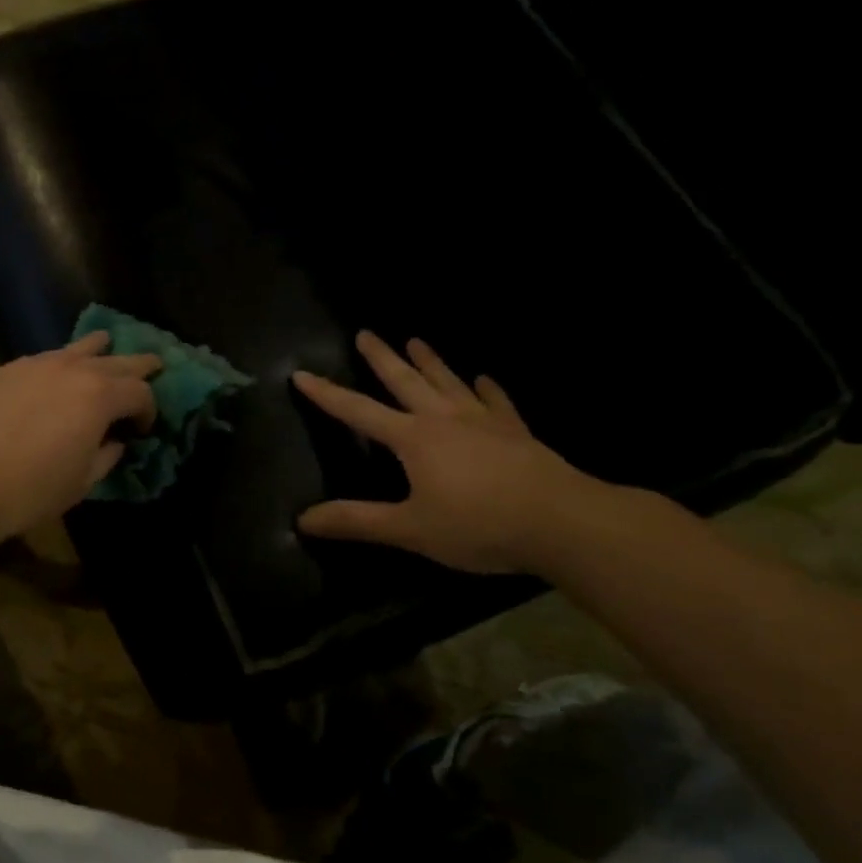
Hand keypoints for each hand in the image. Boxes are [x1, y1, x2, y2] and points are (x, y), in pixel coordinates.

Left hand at [0, 332, 161, 542]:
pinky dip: (63, 362)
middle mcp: (74, 369)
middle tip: (155, 365)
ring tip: (108, 348)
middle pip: (117, 360)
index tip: (143, 429)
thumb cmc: (31, 488)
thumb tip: (114, 443)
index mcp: (100, 396)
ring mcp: (38, 364)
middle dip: (139, 366)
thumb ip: (106, 457)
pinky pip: (47, 357)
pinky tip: (58, 372)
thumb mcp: (81, 482)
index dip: (149, 410)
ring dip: (100, 350)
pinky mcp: (8, 369)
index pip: (140, 392)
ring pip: (80, 347)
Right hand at [292, 332, 608, 573]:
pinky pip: (496, 401)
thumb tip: (303, 519)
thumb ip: (357, 521)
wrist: (560, 521)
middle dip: (382, 358)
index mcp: (413, 439)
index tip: (301, 373)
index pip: (358, 412)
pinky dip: (487, 389)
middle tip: (366, 333)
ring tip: (416, 340)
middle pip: (406, 381)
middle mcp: (444, 419)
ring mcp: (483, 421)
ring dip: (430, 361)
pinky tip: (483, 379)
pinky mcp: (515, 431)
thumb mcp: (410, 529)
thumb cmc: (478, 526)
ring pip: (448, 382)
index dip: (327, 395)